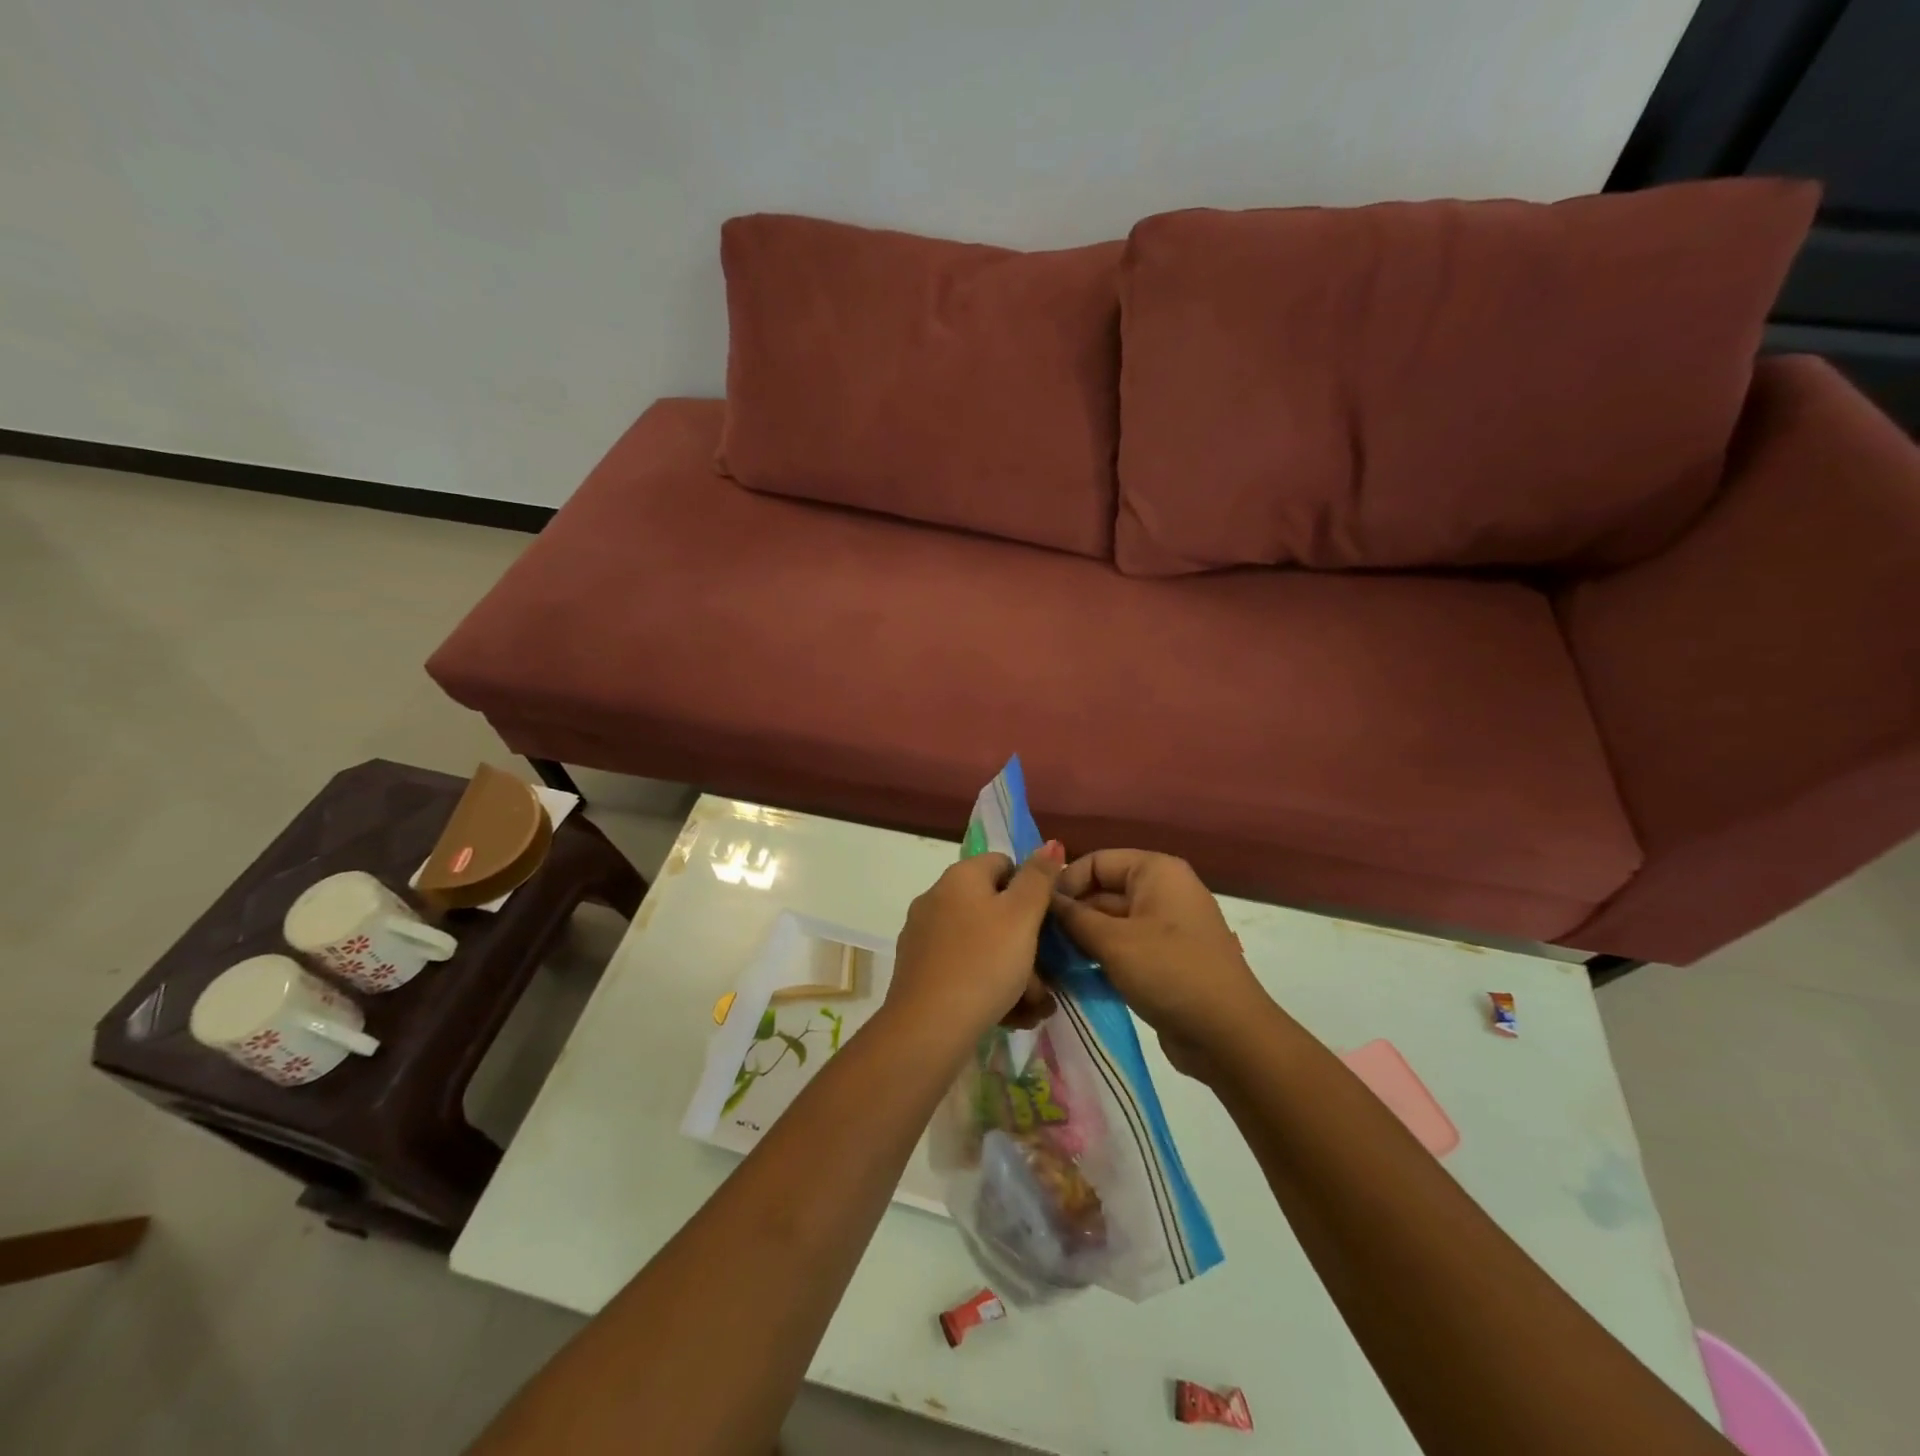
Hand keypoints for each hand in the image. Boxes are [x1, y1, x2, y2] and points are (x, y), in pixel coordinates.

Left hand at [886, 844, 1066, 1042]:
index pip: (1004, 864)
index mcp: (960, 876)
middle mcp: (936, 897)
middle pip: (993, 909)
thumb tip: (1050, 843)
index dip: (1030, 890)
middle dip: (1024, 942)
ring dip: (1010, 970)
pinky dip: (985, 985)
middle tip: (1045, 977)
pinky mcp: (917, 969)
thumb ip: (1039, 878)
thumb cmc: (984, 963)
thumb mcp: (1022, 917)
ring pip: (981, 944)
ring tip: (1031, 1005)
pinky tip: (1005, 1014)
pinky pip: (962, 968)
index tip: (1046, 925)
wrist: (928, 1027)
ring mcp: (923, 935)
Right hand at [1050, 850, 1267, 1077]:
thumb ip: (1074, 918)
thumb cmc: (1169, 971)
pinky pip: (1123, 947)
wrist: (1228, 1035)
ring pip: (1110, 923)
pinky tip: (1072, 976)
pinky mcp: (1164, 959)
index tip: (1037, 912)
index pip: (1097, 861)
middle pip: (1102, 891)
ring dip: (1081, 939)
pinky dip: (1100, 957)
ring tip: (1048, 960)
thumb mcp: (1113, 942)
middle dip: (1071, 914)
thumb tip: (1045, 901)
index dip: (1065, 883)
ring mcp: (1165, 927)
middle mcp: (1162, 891)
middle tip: (1036, 940)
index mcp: (1156, 871)